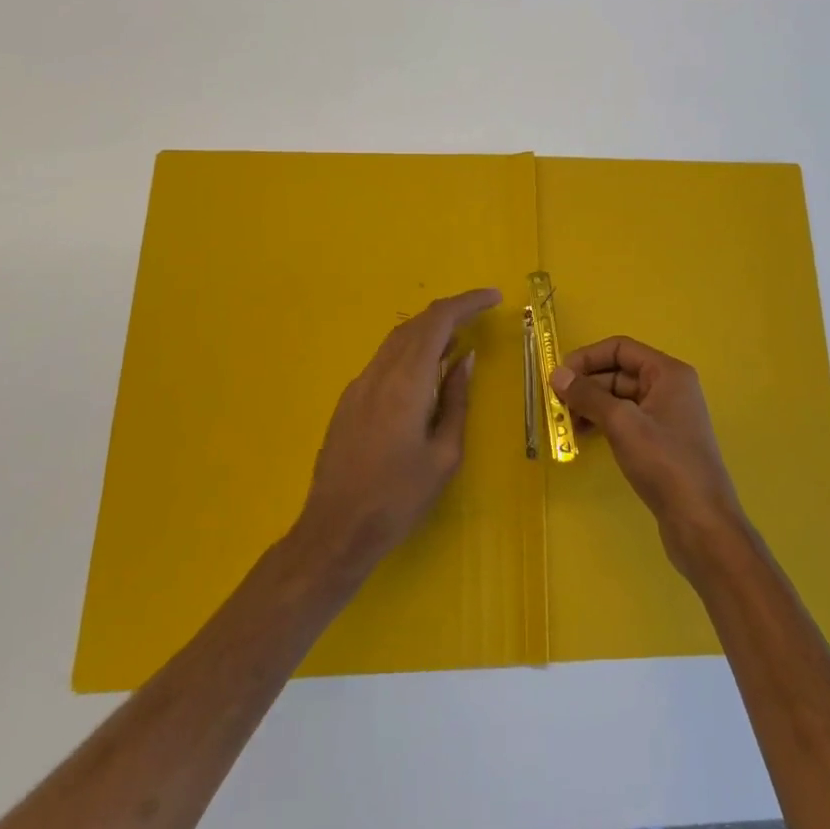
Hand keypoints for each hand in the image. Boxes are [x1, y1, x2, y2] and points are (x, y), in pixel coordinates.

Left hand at [295, 288, 501, 574]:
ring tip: (458, 341)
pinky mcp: (349, 401)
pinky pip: (385, 360)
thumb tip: (465, 360)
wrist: (335, 530)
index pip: (438, 321)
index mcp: (406, 382)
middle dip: (450, 312)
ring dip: (429, 331)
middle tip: (481, 314)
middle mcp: (379, 373)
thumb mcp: (444, 455)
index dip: (467, 302)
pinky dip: (411, 352)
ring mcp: (359, 385)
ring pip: (398, 340)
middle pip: (416, 324)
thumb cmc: (398, 498)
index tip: (494, 297)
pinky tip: (425, 372)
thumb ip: (455, 400)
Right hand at [551, 337, 746, 577]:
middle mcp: (670, 388)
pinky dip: (604, 424)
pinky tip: (585, 438)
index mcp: (668, 373)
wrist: (702, 523)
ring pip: (620, 398)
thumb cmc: (665, 463)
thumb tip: (557, 374)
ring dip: (592, 406)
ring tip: (565, 425)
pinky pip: (627, 420)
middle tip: (556, 405)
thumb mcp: (622, 424)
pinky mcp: (661, 443)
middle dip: (586, 385)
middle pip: (619, 372)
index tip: (558, 377)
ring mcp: (667, 416)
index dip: (587, 358)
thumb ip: (588, 396)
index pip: (620, 348)